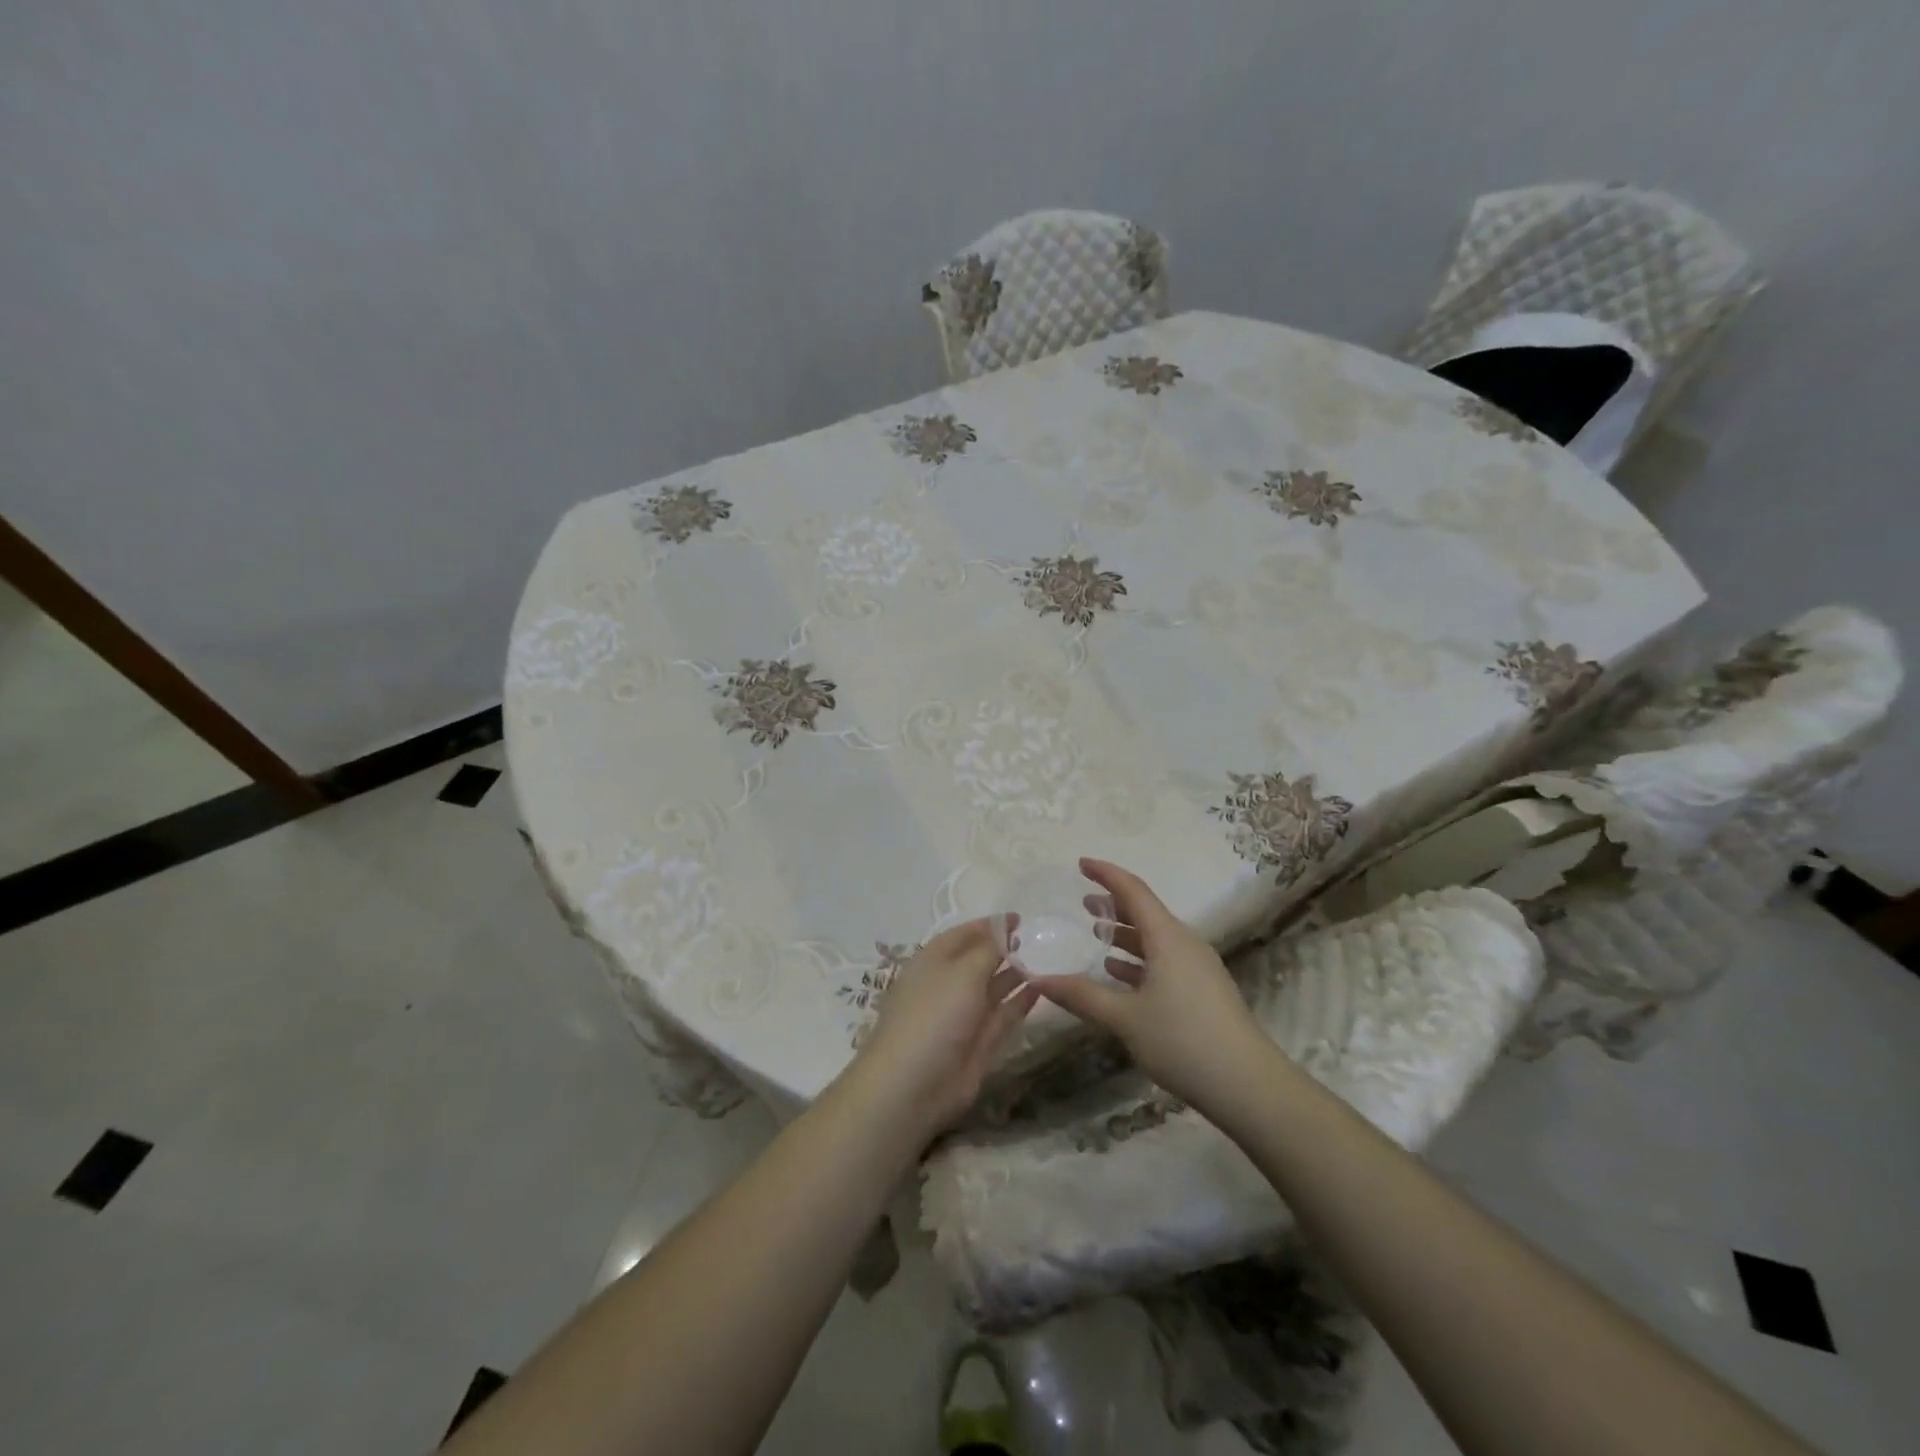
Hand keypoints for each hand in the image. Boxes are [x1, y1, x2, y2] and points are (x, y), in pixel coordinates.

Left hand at [851, 917, 1038, 1134]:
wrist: (913, 1086)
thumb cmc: (934, 1015)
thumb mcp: (963, 972)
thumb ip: (989, 949)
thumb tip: (1004, 926)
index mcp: (933, 961)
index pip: (964, 934)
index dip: (990, 925)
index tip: (1020, 918)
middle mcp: (948, 984)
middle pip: (979, 960)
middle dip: (1005, 949)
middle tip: (1039, 938)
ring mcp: (963, 1015)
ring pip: (993, 988)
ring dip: (1016, 974)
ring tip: (1047, 959)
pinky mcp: (979, 1043)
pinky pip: (1003, 1015)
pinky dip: (1021, 1001)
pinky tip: (1042, 987)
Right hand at [1036, 859, 1274, 1115]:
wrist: (1248, 1086)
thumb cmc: (1182, 1041)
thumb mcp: (1125, 1018)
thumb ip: (1082, 995)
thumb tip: (1038, 979)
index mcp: (1167, 937)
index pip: (1133, 890)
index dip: (1106, 874)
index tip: (1080, 864)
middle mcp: (1184, 943)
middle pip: (1145, 911)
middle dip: (1113, 904)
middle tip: (1083, 903)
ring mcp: (1198, 967)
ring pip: (1155, 938)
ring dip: (1126, 933)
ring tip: (1096, 935)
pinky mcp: (1203, 990)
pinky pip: (1165, 959)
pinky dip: (1139, 958)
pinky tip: (1120, 974)